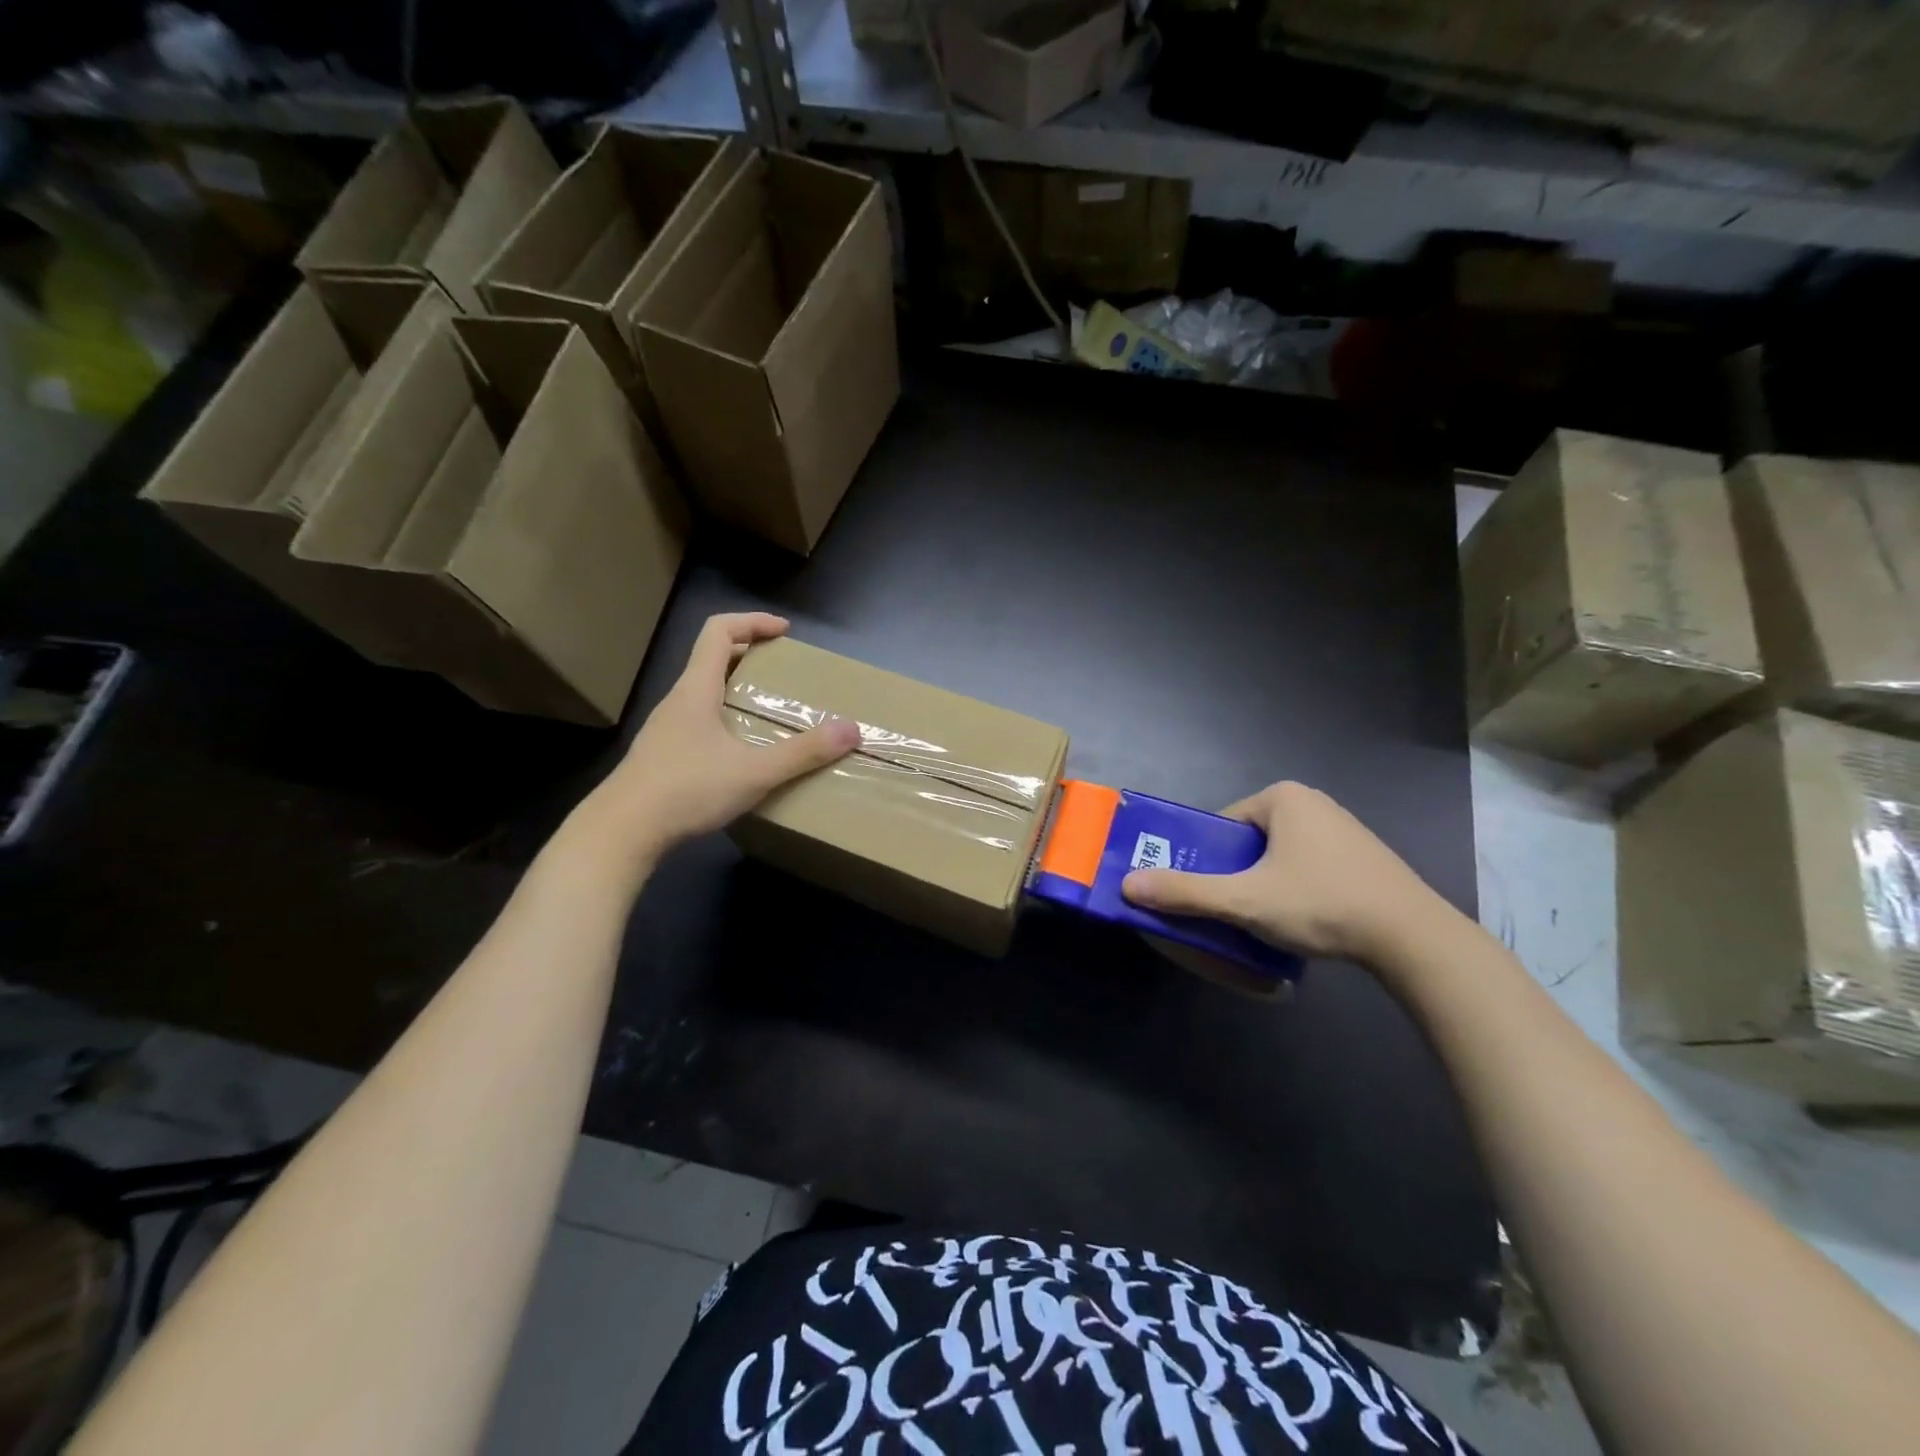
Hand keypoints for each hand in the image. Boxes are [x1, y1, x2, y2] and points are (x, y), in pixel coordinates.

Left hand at [585, 613, 859, 854]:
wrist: (622, 831)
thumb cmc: (686, 789)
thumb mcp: (754, 772)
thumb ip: (803, 752)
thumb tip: (851, 730)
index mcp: (696, 689)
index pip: (719, 630)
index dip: (753, 622)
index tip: (784, 632)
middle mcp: (678, 701)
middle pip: (711, 658)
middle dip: (750, 655)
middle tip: (784, 671)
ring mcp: (666, 728)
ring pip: (703, 692)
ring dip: (735, 688)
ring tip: (767, 710)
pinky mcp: (663, 755)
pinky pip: (699, 720)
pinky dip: (724, 718)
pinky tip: (741, 752)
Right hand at [1120, 781, 1446, 963]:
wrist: (1412, 938)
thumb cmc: (1321, 903)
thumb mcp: (1244, 900)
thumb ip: (1186, 892)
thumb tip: (1127, 885)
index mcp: (1282, 797)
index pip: (1223, 825)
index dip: (1207, 859)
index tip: (1207, 894)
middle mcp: (1313, 802)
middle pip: (1249, 841)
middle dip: (1237, 874)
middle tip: (1234, 910)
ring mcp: (1343, 828)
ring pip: (1279, 856)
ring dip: (1266, 884)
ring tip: (1268, 921)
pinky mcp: (1363, 856)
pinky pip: (1309, 867)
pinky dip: (1297, 889)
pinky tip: (1305, 920)